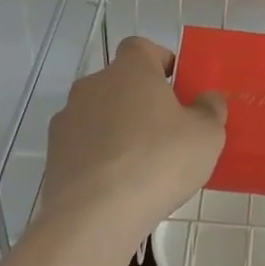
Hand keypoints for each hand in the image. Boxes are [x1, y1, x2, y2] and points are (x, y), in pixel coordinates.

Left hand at [39, 36, 226, 254]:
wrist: (93, 218)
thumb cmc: (157, 161)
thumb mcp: (206, 135)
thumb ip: (211, 109)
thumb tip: (208, 99)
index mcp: (130, 68)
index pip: (142, 48)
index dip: (160, 63)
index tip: (176, 89)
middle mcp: (93, 84)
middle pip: (120, 82)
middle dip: (140, 101)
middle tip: (165, 131)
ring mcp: (67, 120)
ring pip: (99, 115)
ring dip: (116, 130)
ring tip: (140, 166)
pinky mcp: (53, 156)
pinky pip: (83, 147)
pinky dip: (98, 158)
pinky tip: (115, 187)